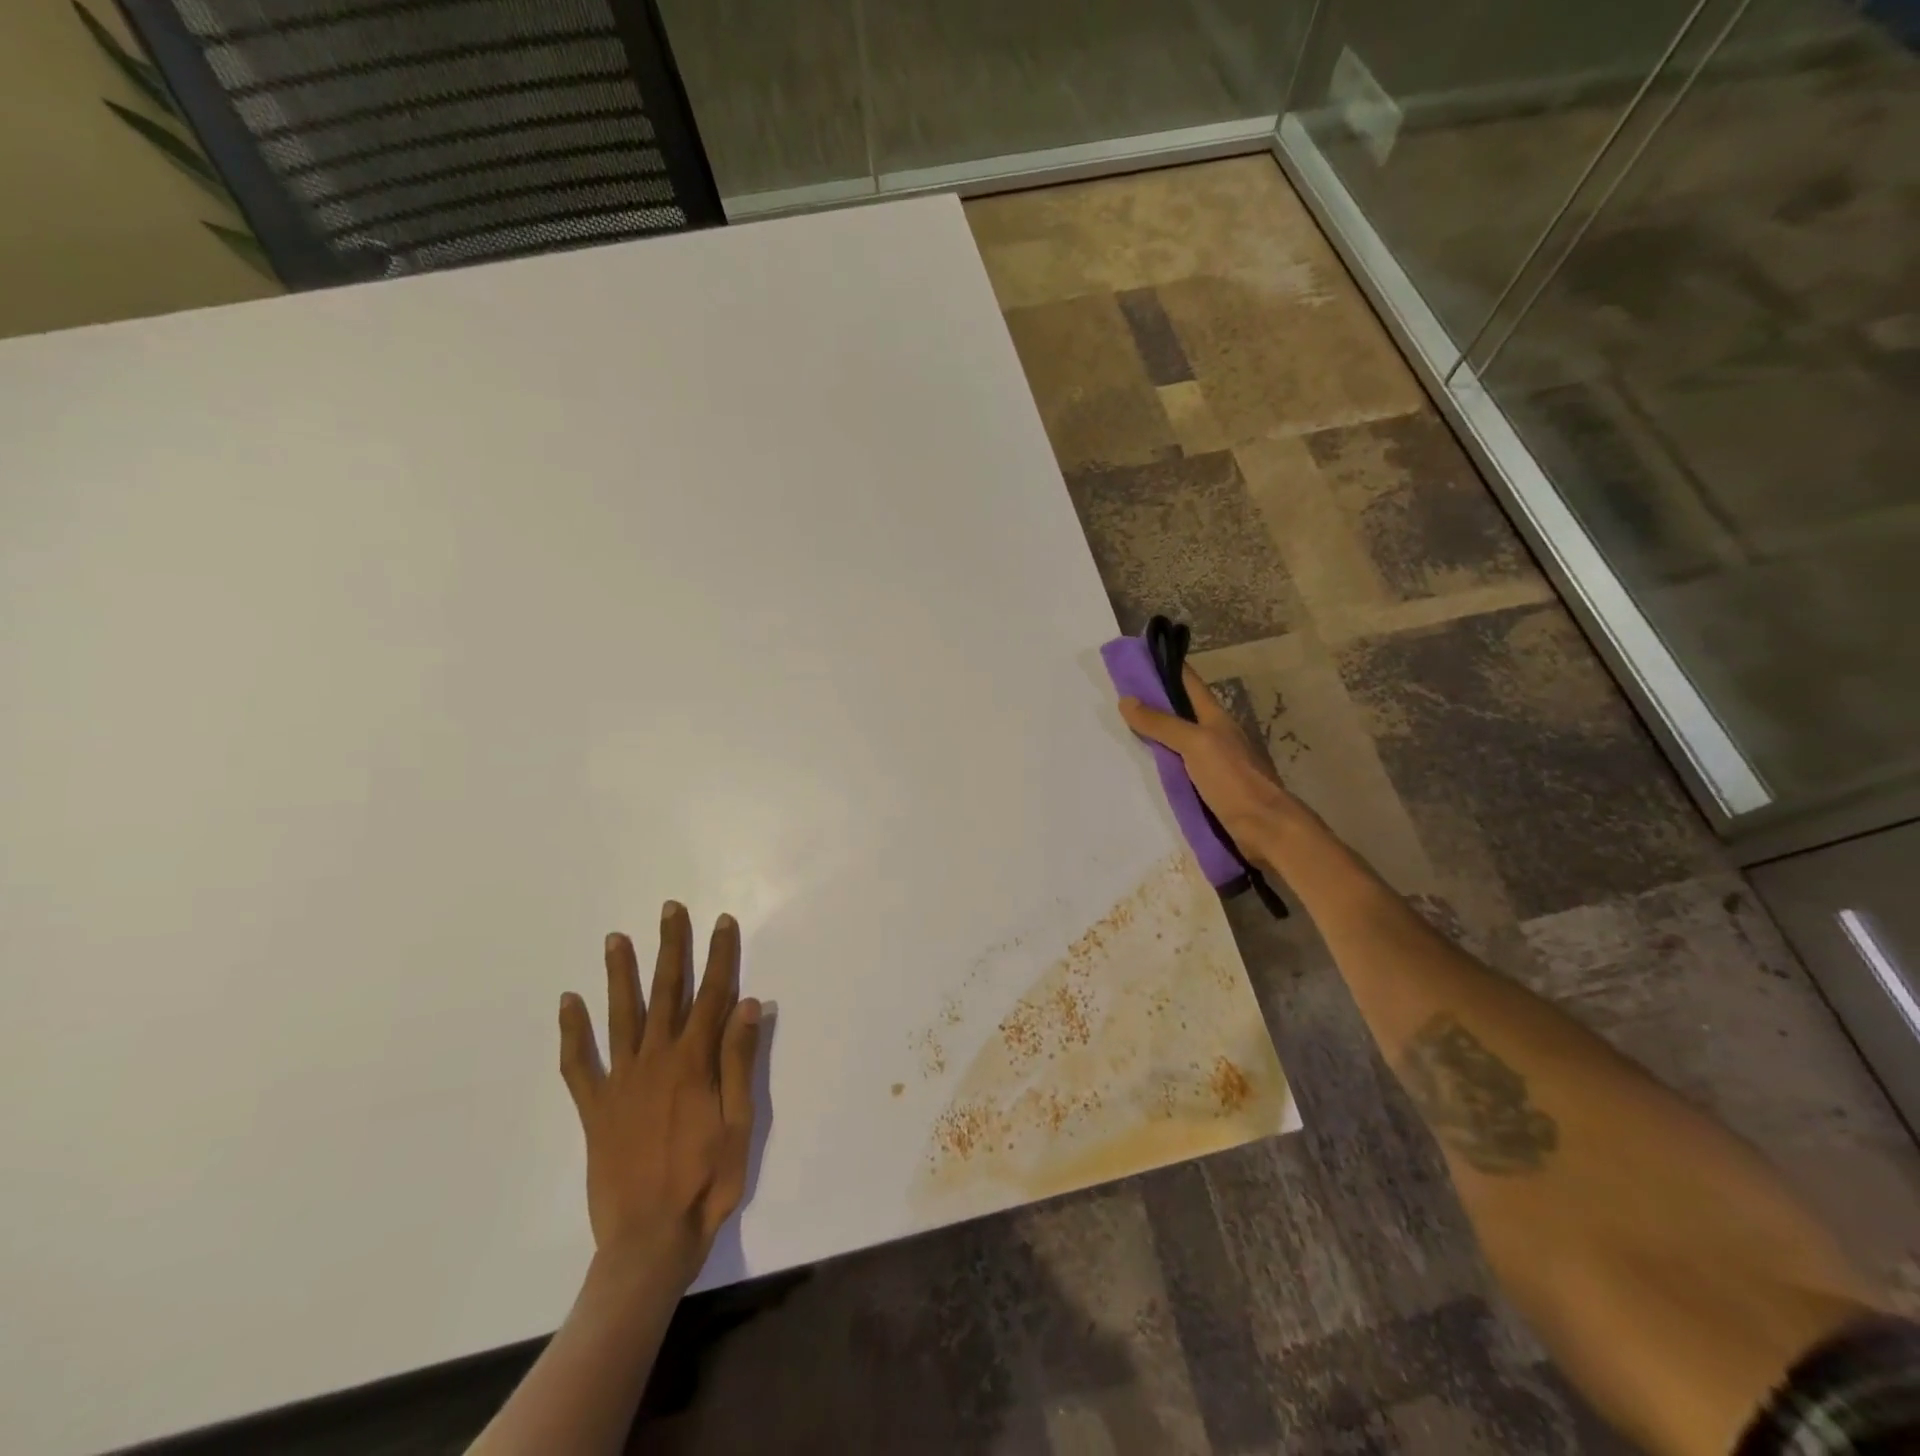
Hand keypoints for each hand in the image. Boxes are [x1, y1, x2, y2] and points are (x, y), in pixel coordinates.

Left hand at [558, 903, 761, 1291]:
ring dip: (620, 974)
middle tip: (670, 910)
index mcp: (694, 1063)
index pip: (712, 995)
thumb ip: (739, 1061)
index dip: (720, 956)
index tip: (723, 922)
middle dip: (671, 947)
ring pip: (621, 1016)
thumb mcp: (739, 1123)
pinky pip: (579, 1064)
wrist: (648, 1241)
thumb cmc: (706, 1182)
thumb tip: (747, 1004)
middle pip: (666, 992)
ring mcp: (620, 1082)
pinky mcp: (594, 1108)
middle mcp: (655, 1060)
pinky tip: (569, 1002)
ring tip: (615, 939)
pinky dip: (573, 1032)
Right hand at [1119, 664, 1311, 861]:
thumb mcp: (1196, 744)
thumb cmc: (1233, 780)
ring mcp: (1215, 762)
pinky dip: (1163, 762)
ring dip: (1157, 734)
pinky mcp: (1211, 788)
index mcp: (1216, 718)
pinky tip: (1147, 768)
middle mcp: (1216, 735)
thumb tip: (1127, 700)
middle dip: (1156, 701)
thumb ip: (1162, 724)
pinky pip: (1181, 768)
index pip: (1189, 683)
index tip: (1140, 656)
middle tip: (1120, 695)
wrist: (1265, 828)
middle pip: (1182, 711)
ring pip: (1180, 740)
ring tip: (1125, 730)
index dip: (1167, 667)